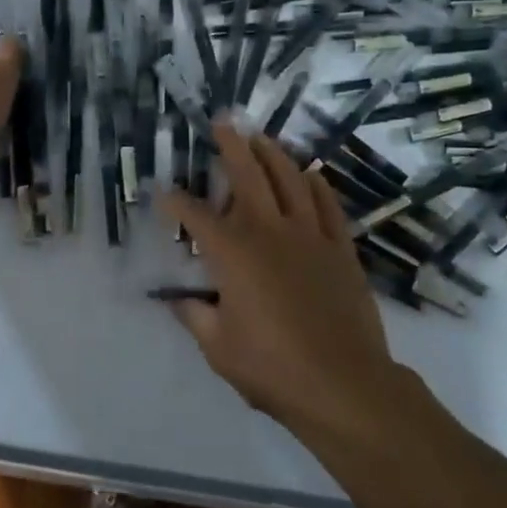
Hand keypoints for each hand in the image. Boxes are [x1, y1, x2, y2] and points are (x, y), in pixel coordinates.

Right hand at [158, 122, 401, 434]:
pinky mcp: (340, 248)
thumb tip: (176, 298)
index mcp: (234, 253)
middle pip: (248, 176)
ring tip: (261, 138)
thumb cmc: (272, 368)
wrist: (344, 384)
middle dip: (231, 146)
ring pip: (290, 180)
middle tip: (222, 123)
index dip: (175, 201)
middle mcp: (270, 231)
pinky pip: (326, 205)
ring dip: (273, 154)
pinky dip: (315, 185)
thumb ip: (194, 316)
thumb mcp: (218, 347)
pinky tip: (309, 174)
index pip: (196, 216)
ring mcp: (309, 235)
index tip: (162, 193)